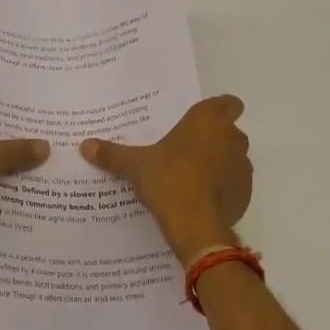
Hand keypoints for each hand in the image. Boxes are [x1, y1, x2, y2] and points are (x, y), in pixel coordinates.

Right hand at [80, 95, 251, 263]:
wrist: (196, 226)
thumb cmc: (169, 181)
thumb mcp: (135, 166)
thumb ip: (112, 154)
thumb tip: (84, 145)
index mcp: (207, 121)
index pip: (229, 103)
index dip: (218, 110)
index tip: (200, 121)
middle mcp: (231, 138)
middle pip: (229, 130)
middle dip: (214, 138)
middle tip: (186, 150)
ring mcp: (242, 166)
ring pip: (234, 157)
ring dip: (220, 163)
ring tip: (192, 177)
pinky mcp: (245, 193)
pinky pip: (235, 184)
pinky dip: (223, 188)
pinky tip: (201, 199)